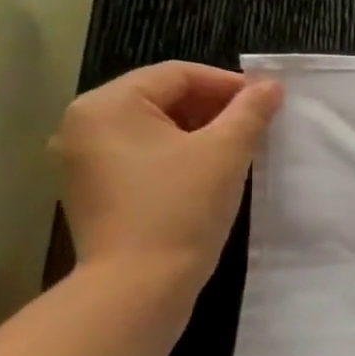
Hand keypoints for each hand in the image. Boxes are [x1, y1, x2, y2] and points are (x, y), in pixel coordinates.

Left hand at [51, 63, 283, 293]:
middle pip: (161, 97)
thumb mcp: (226, 151)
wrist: (140, 281)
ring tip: (240, 147)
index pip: (177, 74)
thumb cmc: (182, 206)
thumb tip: (271, 85)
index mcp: (107, 105)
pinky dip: (179, 153)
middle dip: (214, 107)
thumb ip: (250, 111)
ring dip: (200, 130)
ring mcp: (83, 159)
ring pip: (153, 127)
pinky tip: (210, 171)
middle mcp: (84, 124)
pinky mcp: (94, 188)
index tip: (268, 102)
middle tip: (258, 125)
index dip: (228, 83)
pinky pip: (142, 154)